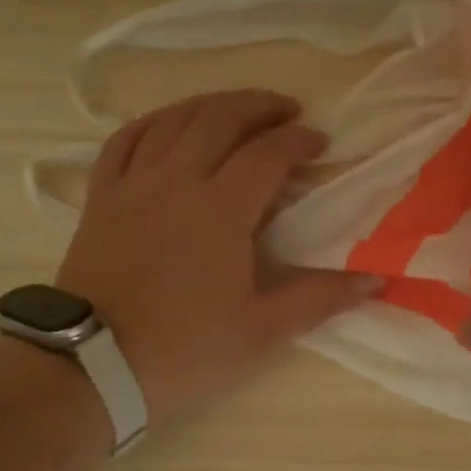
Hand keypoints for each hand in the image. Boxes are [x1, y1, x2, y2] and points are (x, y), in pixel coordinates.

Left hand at [55, 89, 374, 422]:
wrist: (94, 365)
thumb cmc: (185, 349)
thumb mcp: (262, 331)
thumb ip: (320, 298)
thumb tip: (377, 278)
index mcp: (221, 209)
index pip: (268, 153)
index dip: (299, 140)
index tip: (320, 143)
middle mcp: (177, 180)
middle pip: (221, 118)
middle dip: (260, 105)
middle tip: (286, 111)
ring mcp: (133, 184)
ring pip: (174, 120)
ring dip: (211, 105)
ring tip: (237, 109)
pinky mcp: (101, 197)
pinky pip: (124, 140)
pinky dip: (152, 122)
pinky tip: (168, 123)